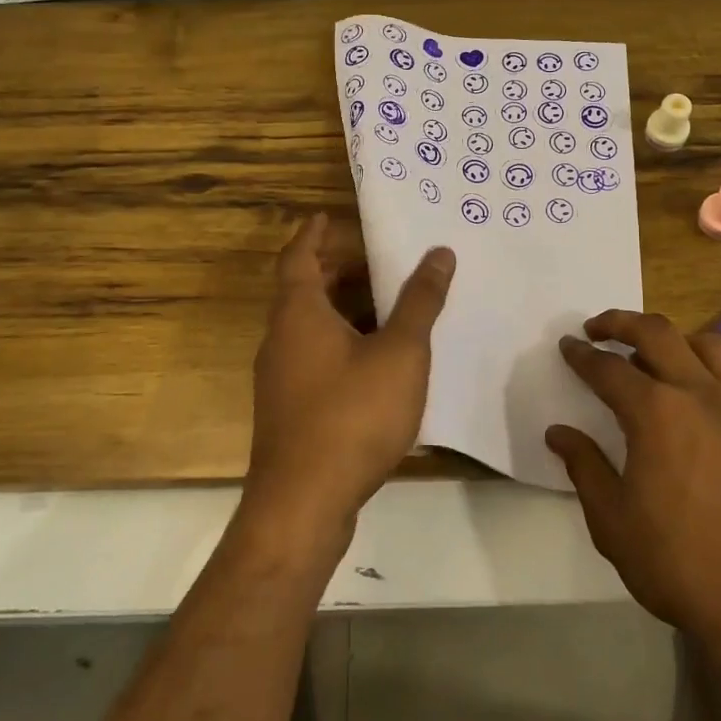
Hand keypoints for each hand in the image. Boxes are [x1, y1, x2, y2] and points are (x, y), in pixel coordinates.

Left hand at [245, 214, 454, 544]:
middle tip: (373, 257)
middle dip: (335, 269)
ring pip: (309, 326)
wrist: (302, 504)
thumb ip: (419, 302)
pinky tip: (376, 360)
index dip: (313, 233)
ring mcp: (281, 378)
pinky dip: (341, 342)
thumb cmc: (351, 415)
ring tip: (384, 303)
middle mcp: (281, 339)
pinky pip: (314, 356)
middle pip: (302, 289)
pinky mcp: (290, 410)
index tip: (327, 216)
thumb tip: (439, 252)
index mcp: (299, 314)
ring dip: (341, 308)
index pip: (297, 256)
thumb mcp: (399, 353)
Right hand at [547, 312, 720, 666]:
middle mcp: (698, 393)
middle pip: (656, 333)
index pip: (608, 369)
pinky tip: (693, 394)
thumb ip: (584, 467)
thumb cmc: (681, 564)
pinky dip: (704, 363)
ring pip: (704, 342)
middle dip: (620, 322)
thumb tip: (559, 433)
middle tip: (596, 329)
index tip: (567, 346)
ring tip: (649, 354)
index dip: (582, 356)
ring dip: (669, 337)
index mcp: (655, 412)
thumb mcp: (613, 521)